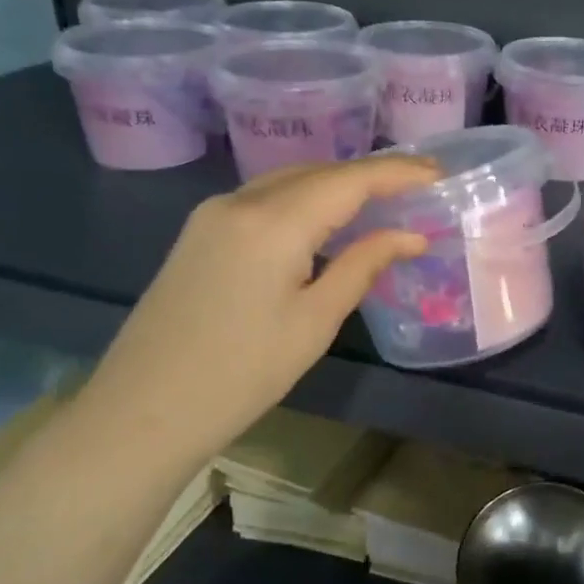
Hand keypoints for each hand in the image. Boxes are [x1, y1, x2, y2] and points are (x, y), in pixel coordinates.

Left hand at [67, 158, 437, 473]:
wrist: (144, 411)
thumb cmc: (242, 373)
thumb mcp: (315, 321)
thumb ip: (363, 265)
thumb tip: (410, 236)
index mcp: (274, 222)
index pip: (349, 180)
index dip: (398, 172)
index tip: (438, 173)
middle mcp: (240, 202)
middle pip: (318, 172)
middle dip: (369, 176)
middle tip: (416, 188)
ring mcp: (213, 214)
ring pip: (288, 181)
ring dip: (335, 186)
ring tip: (380, 201)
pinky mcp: (199, 233)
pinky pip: (264, 199)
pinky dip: (303, 200)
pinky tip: (324, 221)